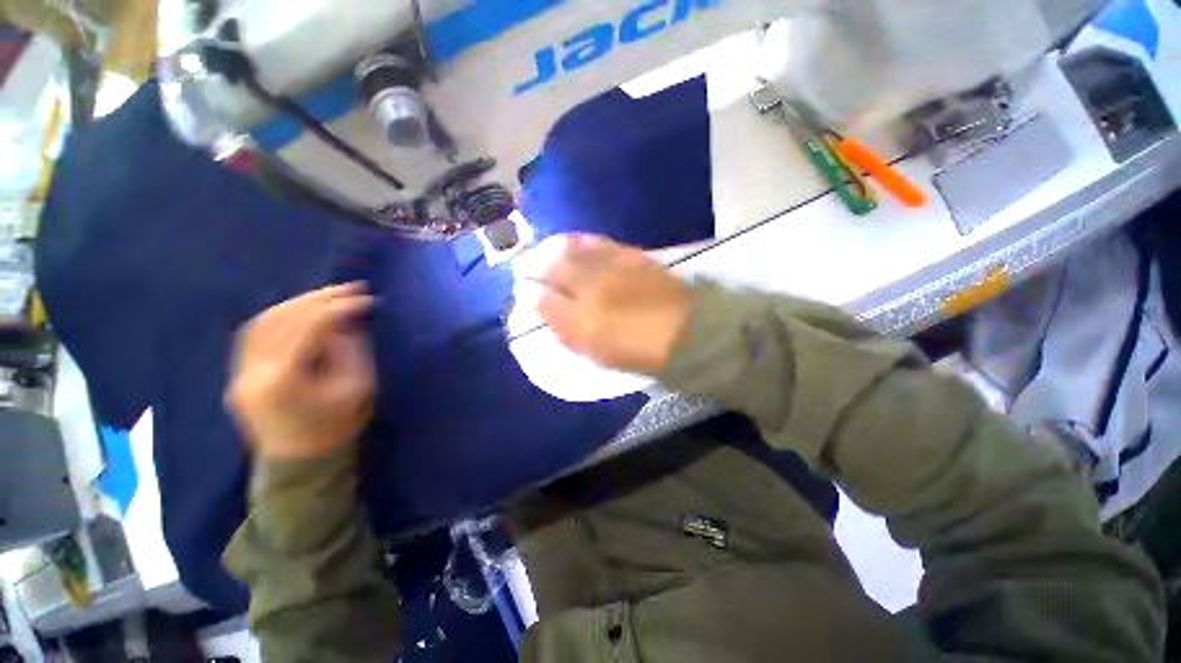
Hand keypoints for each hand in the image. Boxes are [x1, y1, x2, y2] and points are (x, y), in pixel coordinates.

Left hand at [227, 283, 375, 459]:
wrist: (300, 464)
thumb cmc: (336, 428)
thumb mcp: (357, 389)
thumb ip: (351, 350)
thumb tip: (346, 321)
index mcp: (284, 379)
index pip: (310, 328)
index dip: (339, 308)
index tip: (367, 297)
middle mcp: (253, 372)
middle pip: (281, 319)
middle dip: (318, 298)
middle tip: (350, 287)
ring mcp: (240, 373)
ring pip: (263, 322)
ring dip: (298, 303)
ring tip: (329, 295)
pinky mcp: (240, 374)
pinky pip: (256, 334)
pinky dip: (281, 316)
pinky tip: (302, 311)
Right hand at [519, 234, 693, 374]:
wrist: (685, 330)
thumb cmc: (639, 351)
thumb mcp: (598, 355)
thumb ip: (568, 334)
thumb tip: (546, 313)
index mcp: (584, 323)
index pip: (544, 301)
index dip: (530, 295)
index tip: (524, 291)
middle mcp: (592, 290)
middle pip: (552, 269)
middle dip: (534, 266)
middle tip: (525, 266)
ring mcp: (610, 269)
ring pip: (571, 251)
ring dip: (551, 250)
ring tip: (542, 251)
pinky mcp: (628, 255)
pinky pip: (596, 242)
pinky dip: (578, 241)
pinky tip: (570, 242)